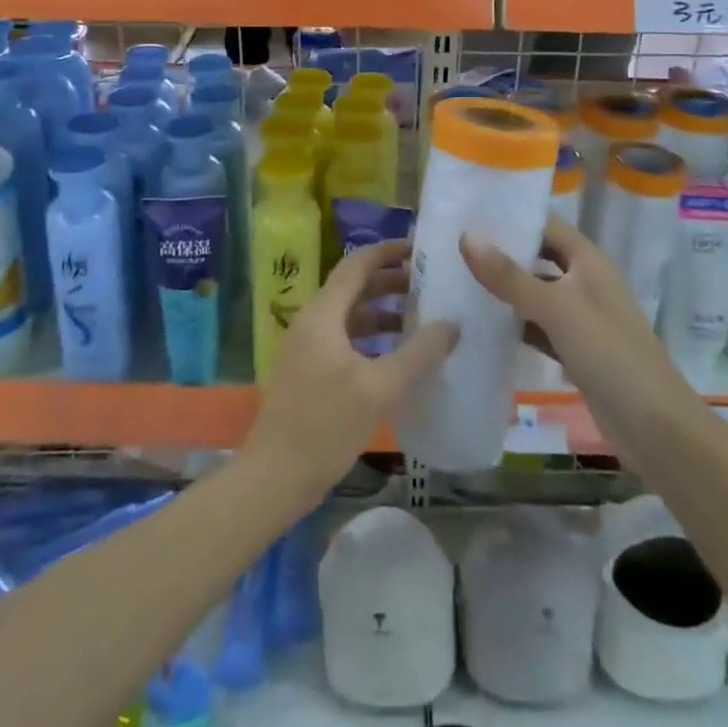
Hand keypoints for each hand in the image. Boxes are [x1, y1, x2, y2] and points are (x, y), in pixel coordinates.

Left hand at [241, 240, 459, 503]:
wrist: (274, 478)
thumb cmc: (325, 425)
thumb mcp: (379, 388)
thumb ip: (418, 354)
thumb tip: (453, 324)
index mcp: (323, 314)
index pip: (356, 265)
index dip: (387, 252)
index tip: (420, 248)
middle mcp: (313, 322)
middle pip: (354, 287)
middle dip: (391, 282)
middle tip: (430, 284)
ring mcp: (309, 348)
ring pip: (351, 315)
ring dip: (384, 311)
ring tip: (422, 317)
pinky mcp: (311, 372)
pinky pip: (346, 339)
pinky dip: (373, 337)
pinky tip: (398, 355)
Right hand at [460, 216, 690, 454]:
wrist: (655, 427)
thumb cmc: (609, 353)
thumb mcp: (556, 308)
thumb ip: (510, 276)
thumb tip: (466, 236)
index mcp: (589, 261)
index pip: (547, 224)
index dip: (513, 215)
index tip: (469, 211)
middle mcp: (586, 282)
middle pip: (540, 257)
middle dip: (503, 252)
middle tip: (454, 245)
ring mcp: (581, 317)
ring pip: (536, 292)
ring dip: (505, 288)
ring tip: (457, 278)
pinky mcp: (575, 350)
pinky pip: (538, 326)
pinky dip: (514, 323)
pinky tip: (481, 324)